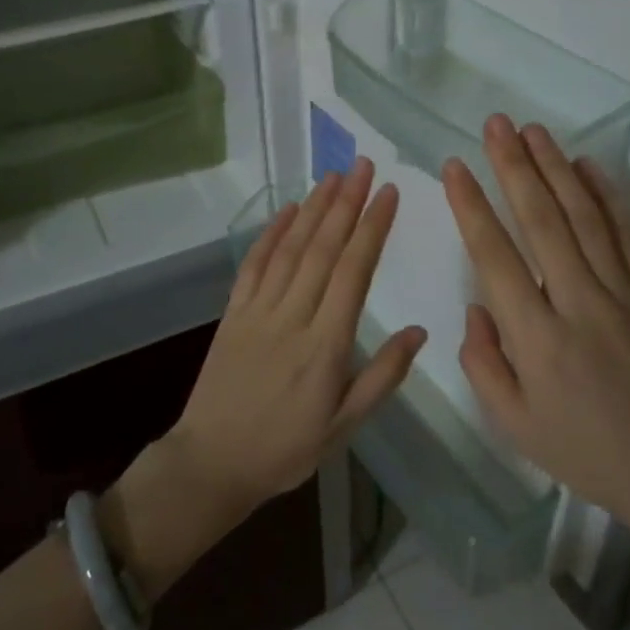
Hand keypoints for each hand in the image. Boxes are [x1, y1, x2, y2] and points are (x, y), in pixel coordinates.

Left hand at [169, 156, 425, 517]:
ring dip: (313, 208)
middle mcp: (293, 317)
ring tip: (334, 176)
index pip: (354, 272)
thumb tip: (418, 332)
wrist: (211, 463)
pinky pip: (254, 265)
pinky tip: (287, 210)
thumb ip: (382, 376)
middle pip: (323, 249)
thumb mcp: (344, 426)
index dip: (372, 228)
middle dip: (347, 203)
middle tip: (365, 166)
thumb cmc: (285, 449)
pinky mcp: (233, 313)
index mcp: (326, 346)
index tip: (388, 194)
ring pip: (290, 249)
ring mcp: (258, 311)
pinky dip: (271, 233)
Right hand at [442, 116, 629, 542]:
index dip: (472, 207)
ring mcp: (622, 293)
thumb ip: (484, 364)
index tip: (455, 167)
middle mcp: (578, 303)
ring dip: (556, 167)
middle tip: (495, 124)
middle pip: (541, 221)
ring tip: (532, 130)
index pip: (495, 257)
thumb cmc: (587, 452)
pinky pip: (626, 233)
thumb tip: (477, 308)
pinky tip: (588, 166)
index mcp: (537, 339)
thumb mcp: (515, 426)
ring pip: (584, 215)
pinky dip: (606, 195)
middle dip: (514, 167)